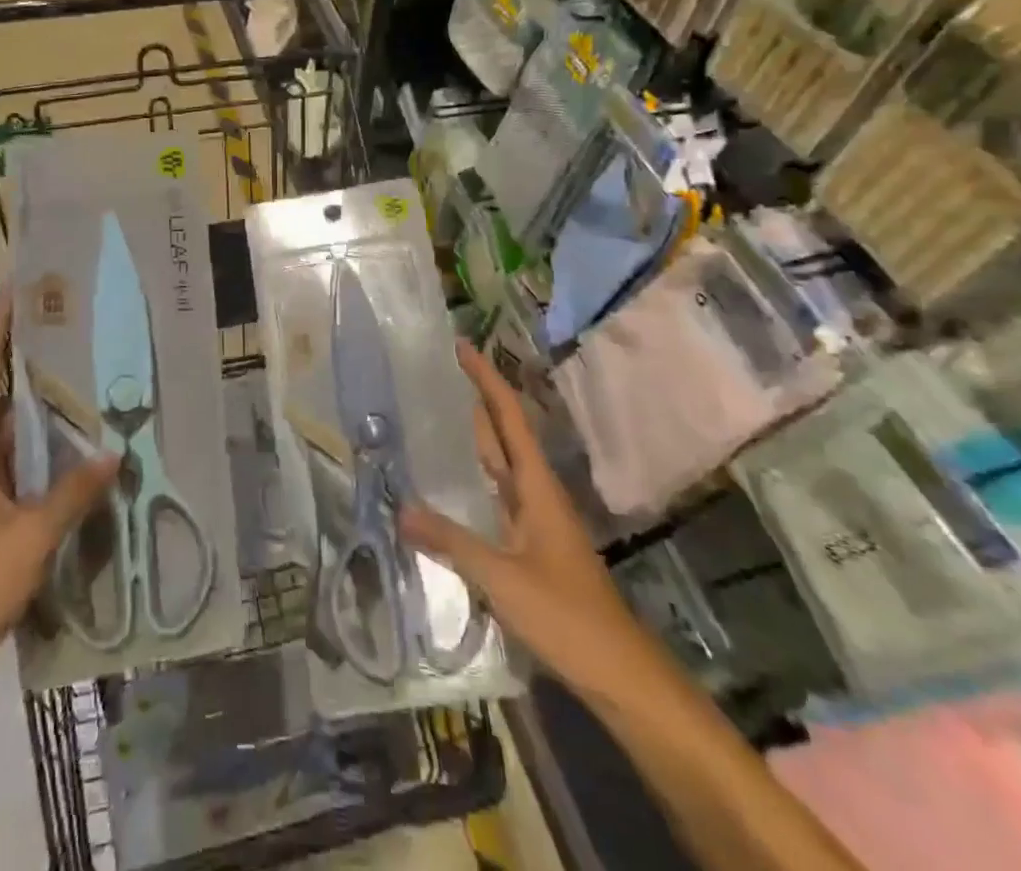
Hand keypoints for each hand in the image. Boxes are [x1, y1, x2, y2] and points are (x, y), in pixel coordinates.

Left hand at [0, 290, 119, 690]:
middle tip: (70, 336)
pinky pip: (16, 469)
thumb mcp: (30, 537)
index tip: (16, 293)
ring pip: (9, 437)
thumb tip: (112, 453)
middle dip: (27, 366)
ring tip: (84, 386)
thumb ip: (71, 494)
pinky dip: (42, 456)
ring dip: (40, 415)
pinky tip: (76, 454)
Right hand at [402, 342, 642, 690]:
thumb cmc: (567, 616)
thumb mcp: (502, 578)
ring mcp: (537, 520)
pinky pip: (498, 497)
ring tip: (436, 415)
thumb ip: (451, 542)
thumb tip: (401, 510)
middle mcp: (538, 493)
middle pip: (504, 433)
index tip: (461, 346)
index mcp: (537, 486)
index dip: (486, 379)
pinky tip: (451, 486)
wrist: (620, 674)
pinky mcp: (532, 546)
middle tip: (436, 375)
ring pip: (501, 465)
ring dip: (475, 437)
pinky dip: (475, 480)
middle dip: (476, 400)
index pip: (508, 417)